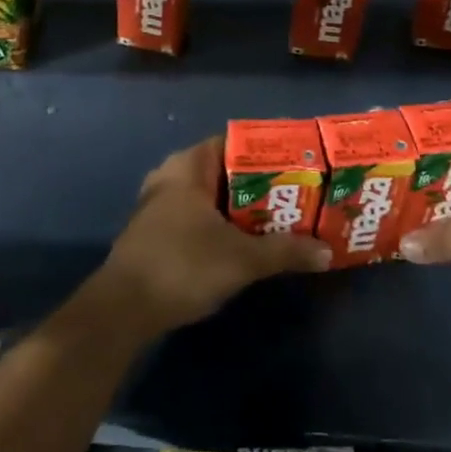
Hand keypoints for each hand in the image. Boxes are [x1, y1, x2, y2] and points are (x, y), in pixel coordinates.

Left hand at [98, 136, 330, 334]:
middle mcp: (171, 176)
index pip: (234, 141)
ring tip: (282, 217)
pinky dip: (223, 223)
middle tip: (299, 193)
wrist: (123, 310)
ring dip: (243, 207)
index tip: (299, 161)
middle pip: (225, 170)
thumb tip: (327, 252)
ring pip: (212, 196)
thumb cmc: (182, 265)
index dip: (268, 150)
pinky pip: (199, 215)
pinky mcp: (157, 231)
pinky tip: (248, 241)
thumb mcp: (241, 259)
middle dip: (261, 183)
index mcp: (188, 165)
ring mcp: (160, 204)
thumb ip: (285, 251)